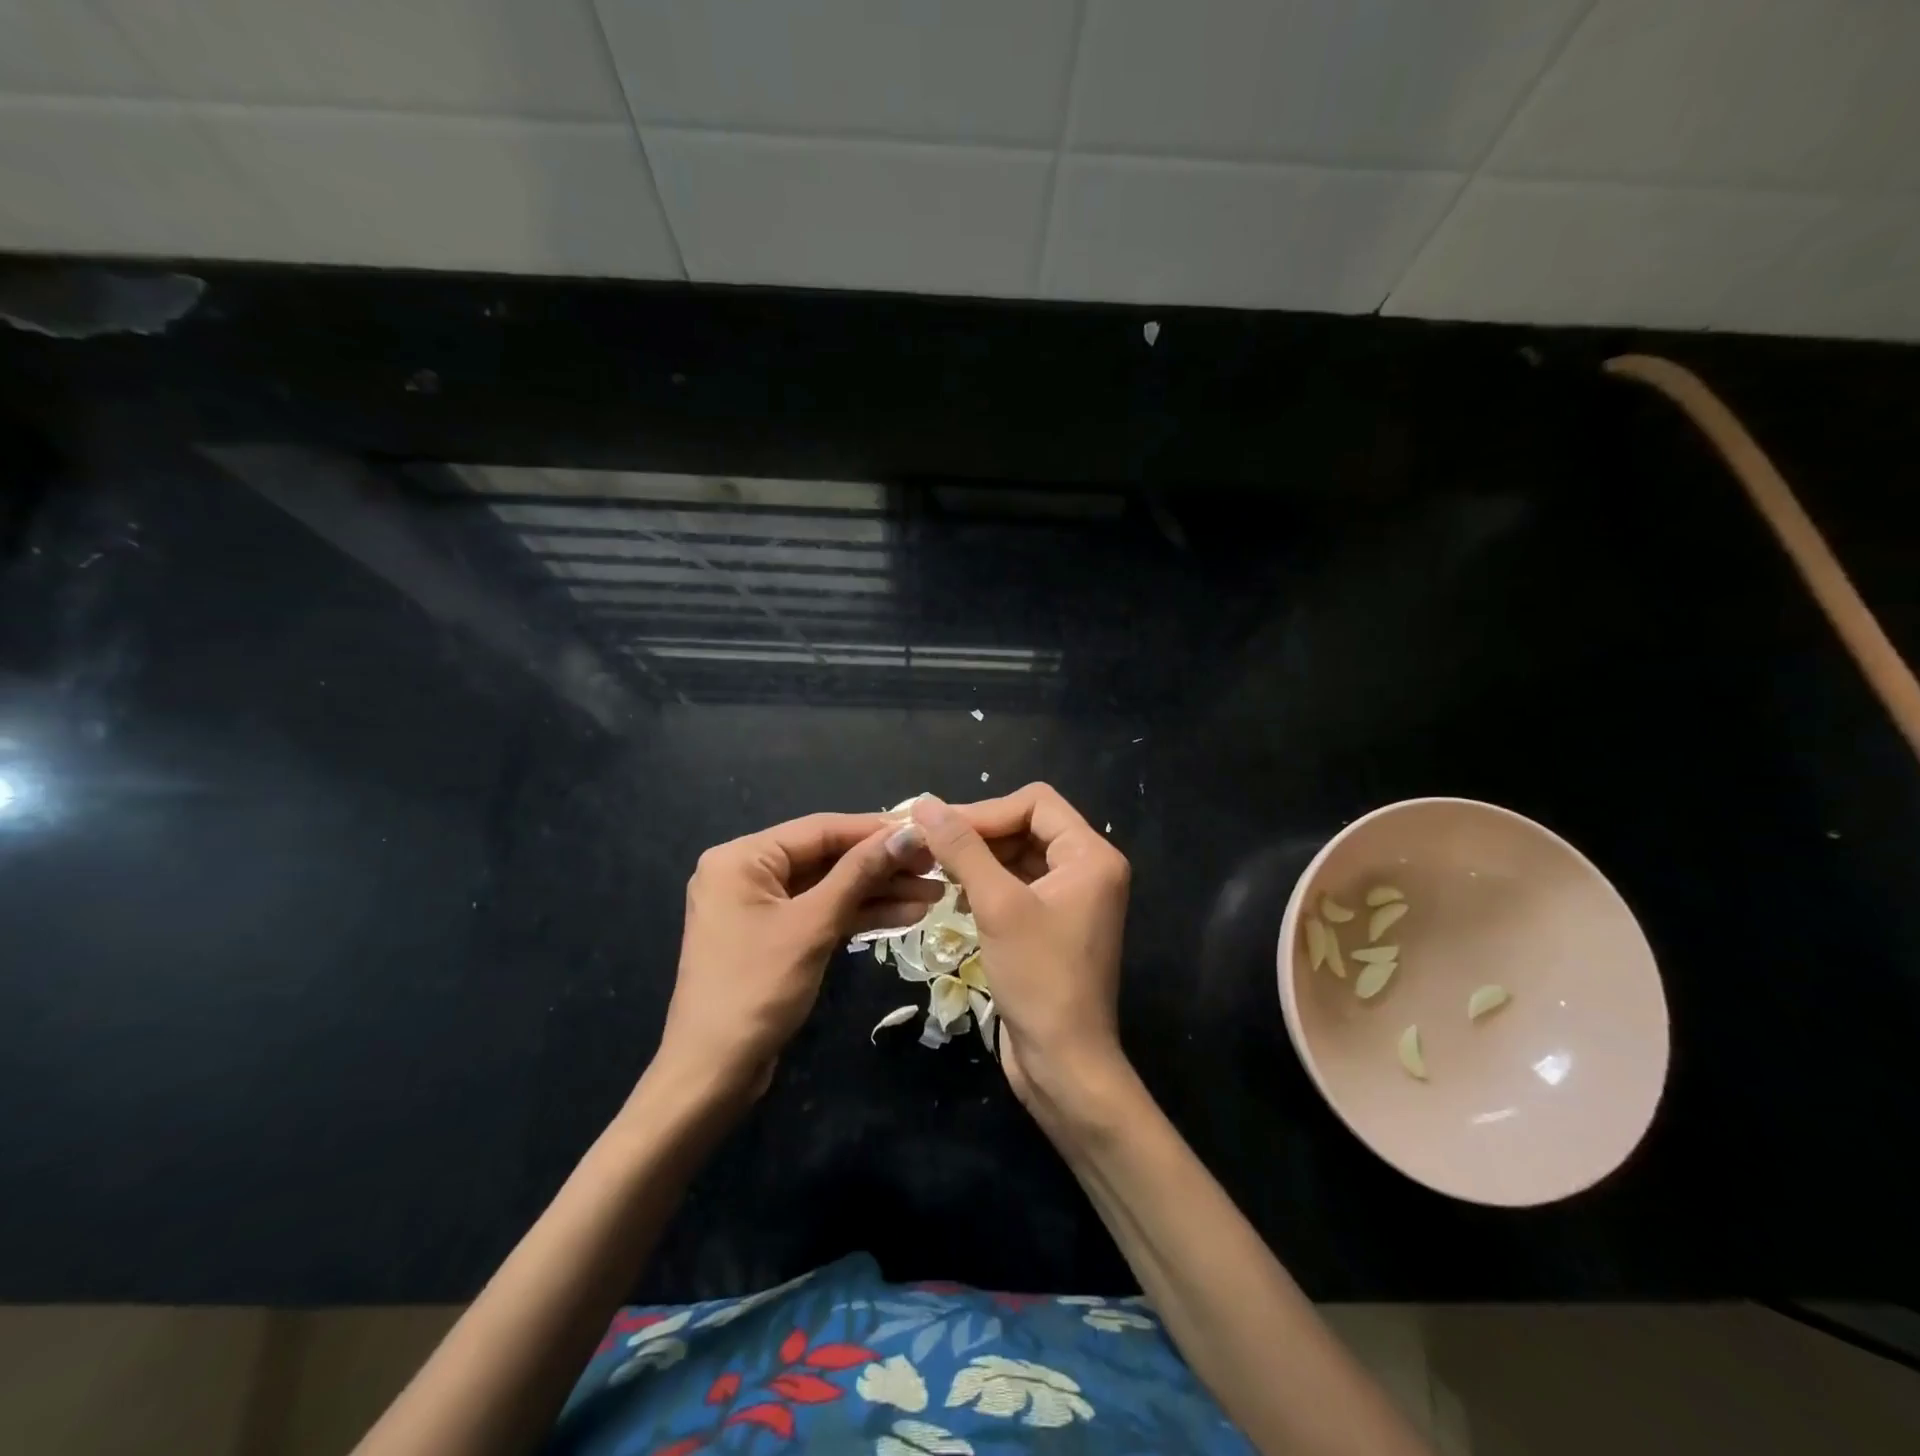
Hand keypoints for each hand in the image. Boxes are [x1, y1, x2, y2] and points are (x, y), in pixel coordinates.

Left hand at [654, 813, 939, 1107]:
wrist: (714, 1073)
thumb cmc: (757, 988)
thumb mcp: (813, 925)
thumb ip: (860, 873)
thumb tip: (907, 833)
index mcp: (742, 858)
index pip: (820, 829)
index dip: (875, 830)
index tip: (925, 831)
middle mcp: (748, 872)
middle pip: (827, 857)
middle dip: (882, 865)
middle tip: (935, 867)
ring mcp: (761, 906)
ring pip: (830, 887)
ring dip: (879, 892)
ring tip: (933, 894)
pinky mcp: (774, 935)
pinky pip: (822, 912)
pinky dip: (859, 915)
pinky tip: (906, 915)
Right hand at [908, 786, 1130, 1111]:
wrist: (1064, 1064)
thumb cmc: (1038, 979)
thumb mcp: (997, 906)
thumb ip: (962, 849)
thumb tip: (925, 804)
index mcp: (1091, 856)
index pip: (1035, 803)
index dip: (985, 810)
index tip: (938, 827)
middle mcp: (1087, 869)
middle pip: (1026, 826)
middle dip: (978, 833)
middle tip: (927, 845)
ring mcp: (1070, 898)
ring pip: (1017, 856)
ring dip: (977, 858)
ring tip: (933, 867)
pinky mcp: (1051, 923)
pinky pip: (1016, 885)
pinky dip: (985, 883)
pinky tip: (953, 894)